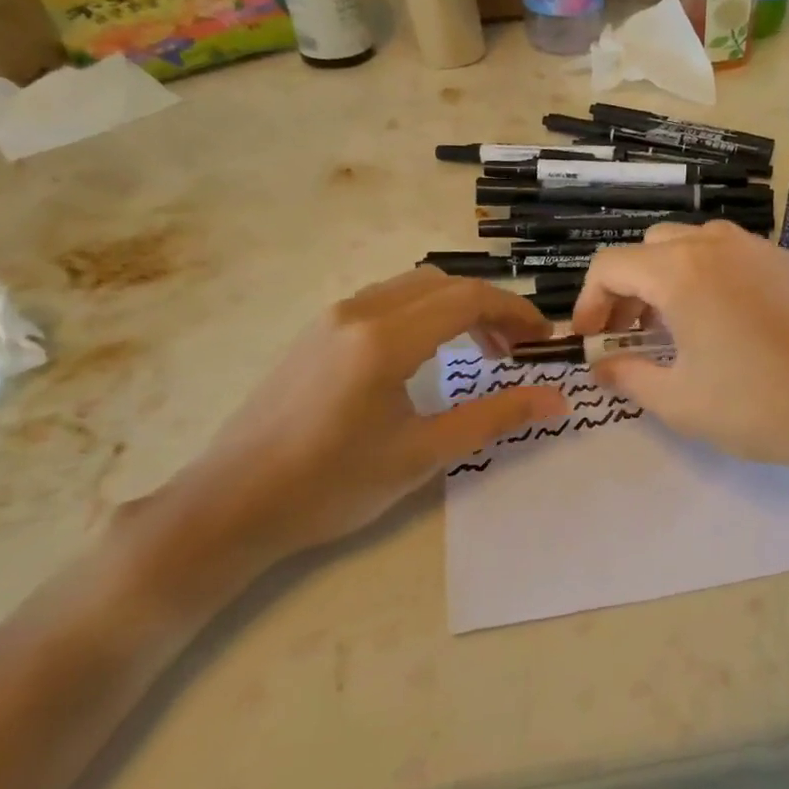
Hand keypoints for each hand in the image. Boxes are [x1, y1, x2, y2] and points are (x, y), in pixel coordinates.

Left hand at [148, 268, 565, 576]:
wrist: (231, 505)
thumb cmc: (331, 485)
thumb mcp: (422, 455)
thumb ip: (494, 418)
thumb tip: (557, 399)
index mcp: (386, 339)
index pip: (468, 299)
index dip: (515, 313)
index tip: (543, 341)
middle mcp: (359, 312)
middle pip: (444, 284)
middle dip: (490, 308)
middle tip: (516, 350)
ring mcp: (332, 318)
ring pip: (412, 287)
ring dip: (455, 307)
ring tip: (479, 352)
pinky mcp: (316, 332)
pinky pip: (385, 301)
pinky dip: (423, 313)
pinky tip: (426, 356)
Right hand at [571, 222, 788, 491]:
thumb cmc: (757, 405)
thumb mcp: (679, 401)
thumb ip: (628, 376)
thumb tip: (601, 367)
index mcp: (681, 271)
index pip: (611, 265)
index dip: (589, 300)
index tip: (592, 338)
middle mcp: (716, 245)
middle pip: (650, 247)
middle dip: (628, 286)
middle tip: (631, 332)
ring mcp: (759, 249)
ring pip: (693, 243)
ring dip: (669, 276)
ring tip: (676, 325)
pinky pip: (732, 254)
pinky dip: (709, 275)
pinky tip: (725, 320)